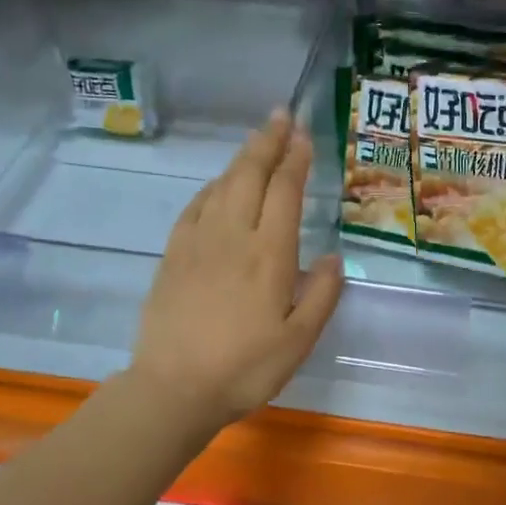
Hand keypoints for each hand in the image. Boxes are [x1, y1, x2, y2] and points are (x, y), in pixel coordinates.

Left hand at [131, 111, 343, 426]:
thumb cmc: (245, 369)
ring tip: (255, 143)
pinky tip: (217, 187)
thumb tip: (333, 258)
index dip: (295, 160)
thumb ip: (320, 296)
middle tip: (280, 116)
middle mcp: (233, 237)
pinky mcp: (172, 256)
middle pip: (249, 176)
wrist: (174, 388)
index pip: (284, 192)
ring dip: (240, 159)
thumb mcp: (298, 342)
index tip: (304, 135)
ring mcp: (197, 243)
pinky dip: (211, 188)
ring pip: (221, 186)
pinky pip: (194, 208)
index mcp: (269, 255)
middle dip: (267, 142)